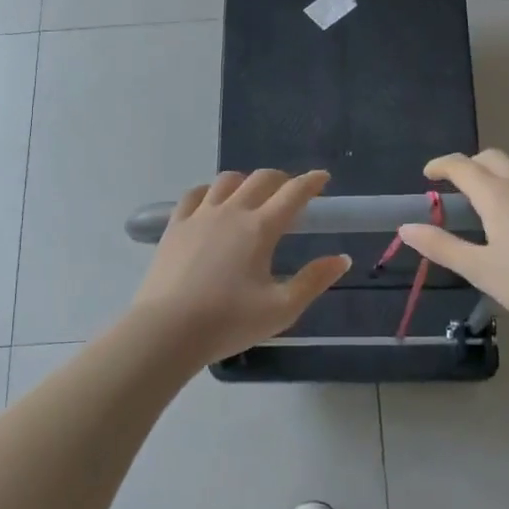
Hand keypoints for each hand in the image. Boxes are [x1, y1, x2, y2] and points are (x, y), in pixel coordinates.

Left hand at [130, 169, 350, 366]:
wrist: (167, 330)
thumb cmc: (229, 322)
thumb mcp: (282, 309)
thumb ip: (314, 281)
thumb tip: (342, 258)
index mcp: (260, 228)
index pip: (293, 193)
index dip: (311, 182)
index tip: (323, 178)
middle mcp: (232, 212)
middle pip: (261, 179)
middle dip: (281, 179)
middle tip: (290, 191)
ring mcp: (200, 215)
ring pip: (227, 181)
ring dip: (246, 181)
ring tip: (252, 195)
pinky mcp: (175, 226)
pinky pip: (194, 195)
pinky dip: (210, 191)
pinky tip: (212, 202)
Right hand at [397, 150, 508, 337]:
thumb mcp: (479, 269)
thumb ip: (441, 246)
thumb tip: (406, 227)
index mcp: (496, 194)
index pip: (462, 166)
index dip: (441, 165)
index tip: (428, 174)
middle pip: (491, 157)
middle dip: (470, 165)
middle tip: (458, 186)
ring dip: (500, 168)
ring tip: (494, 190)